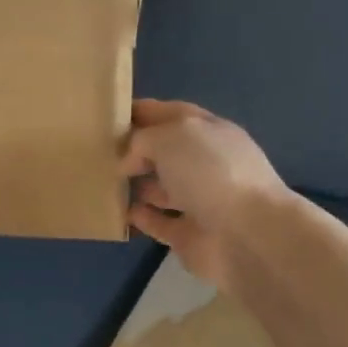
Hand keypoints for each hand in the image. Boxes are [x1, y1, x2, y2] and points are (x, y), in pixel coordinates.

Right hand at [121, 99, 288, 286]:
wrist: (247, 234)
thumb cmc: (211, 173)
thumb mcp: (172, 137)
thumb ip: (142, 140)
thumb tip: (129, 160)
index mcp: (208, 131)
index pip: (171, 113)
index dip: (142, 112)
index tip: (109, 114)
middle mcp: (205, 163)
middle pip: (166, 151)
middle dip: (136, 149)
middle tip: (100, 151)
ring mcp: (199, 200)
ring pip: (162, 187)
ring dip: (138, 184)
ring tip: (106, 182)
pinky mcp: (189, 235)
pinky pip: (159, 223)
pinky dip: (142, 218)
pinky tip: (121, 213)